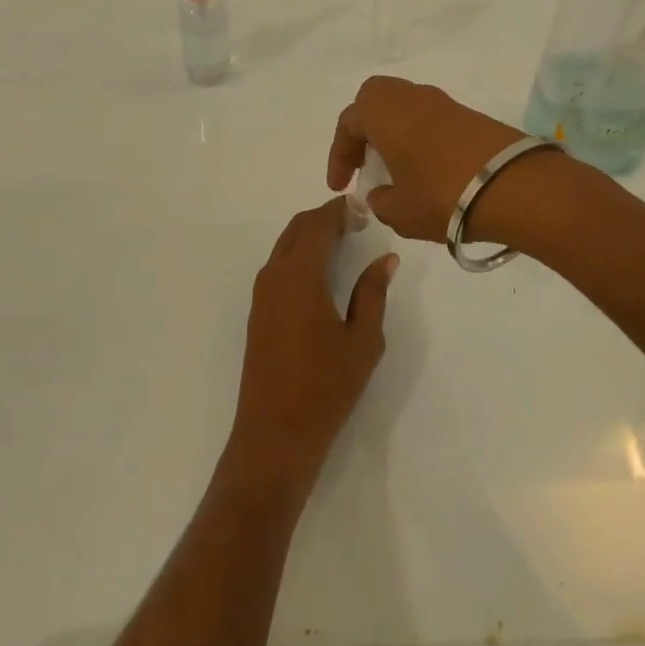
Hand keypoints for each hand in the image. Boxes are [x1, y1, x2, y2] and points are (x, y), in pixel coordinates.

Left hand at [226, 197, 396, 495]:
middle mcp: (274, 276)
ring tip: (343, 245)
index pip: (318, 224)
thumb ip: (373, 293)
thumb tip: (386, 259)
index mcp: (300, 275)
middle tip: (356, 224)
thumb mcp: (363, 340)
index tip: (364, 208)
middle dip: (324, 218)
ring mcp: (261, 296)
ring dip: (310, 237)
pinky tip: (321, 275)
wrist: (274, 437)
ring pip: (285, 247)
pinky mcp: (258, 314)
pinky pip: (278, 267)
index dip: (340, 210)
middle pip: (297, 228)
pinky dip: (299, 256)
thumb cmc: (325, 387)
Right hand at [326, 76, 531, 243]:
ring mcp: (443, 103)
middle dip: (364, 128)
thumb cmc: (441, 195)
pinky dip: (419, 137)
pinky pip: (430, 118)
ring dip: (393, 132)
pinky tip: (425, 169)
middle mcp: (410, 97)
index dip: (339, 156)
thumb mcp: (399, 211)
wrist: (513, 186)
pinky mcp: (469, 115)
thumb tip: (380, 194)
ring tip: (395, 169)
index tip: (340, 187)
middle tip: (364, 162)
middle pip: (375, 99)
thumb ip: (380, 202)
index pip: (348, 124)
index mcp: (383, 112)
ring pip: (405, 107)